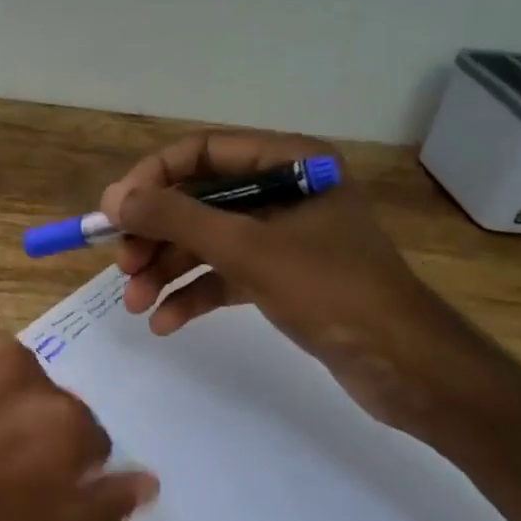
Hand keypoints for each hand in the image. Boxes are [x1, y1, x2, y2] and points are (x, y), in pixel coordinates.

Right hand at [100, 130, 520, 440]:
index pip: (203, 151)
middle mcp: (284, 190)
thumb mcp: (247, 249)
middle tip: (122, 266)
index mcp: (290, 161)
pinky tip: (165, 322)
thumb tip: (113, 198)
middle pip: (200, 200)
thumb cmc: (331, 291)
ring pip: (208, 241)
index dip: (153, 177)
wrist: (407, 369)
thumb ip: (177, 218)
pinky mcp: (282, 276)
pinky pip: (225, 274)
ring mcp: (283, 236)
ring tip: (133, 302)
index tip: (114, 211)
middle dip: (156, 235)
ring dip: (167, 269)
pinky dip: (194, 294)